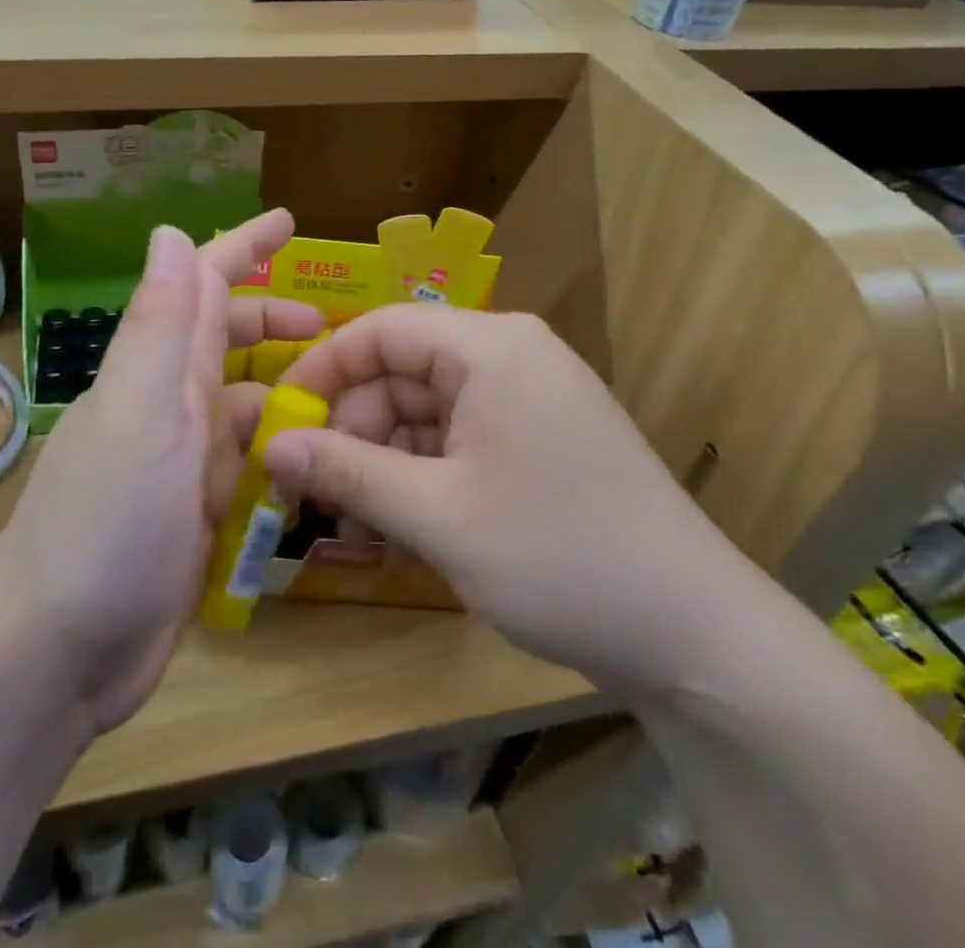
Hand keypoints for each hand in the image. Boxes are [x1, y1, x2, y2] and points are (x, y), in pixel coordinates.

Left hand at [0, 211, 320, 732]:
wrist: (60, 652)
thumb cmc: (106, 524)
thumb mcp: (140, 413)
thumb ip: (160, 326)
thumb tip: (169, 232)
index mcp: (158, 372)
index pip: (203, 287)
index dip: (243, 247)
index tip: (289, 221)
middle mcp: (170, 406)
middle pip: (227, 341)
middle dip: (276, 322)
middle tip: (338, 328)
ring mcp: (182, 462)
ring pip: (244, 402)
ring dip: (287, 387)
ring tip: (346, 395)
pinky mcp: (196, 514)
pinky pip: (247, 463)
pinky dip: (278, 450)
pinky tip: (314, 458)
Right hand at [266, 306, 753, 691]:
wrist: (694, 635)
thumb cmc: (559, 556)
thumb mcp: (438, 515)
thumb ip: (348, 471)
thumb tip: (270, 445)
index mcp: (491, 347)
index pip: (383, 329)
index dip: (324, 369)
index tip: (280, 418)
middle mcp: (511, 356)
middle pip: (404, 370)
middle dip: (354, 424)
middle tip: (314, 485)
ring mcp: (529, 398)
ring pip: (427, 408)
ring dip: (384, 454)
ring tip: (353, 514)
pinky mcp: (538, 438)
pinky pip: (458, 436)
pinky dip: (422, 470)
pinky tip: (400, 519)